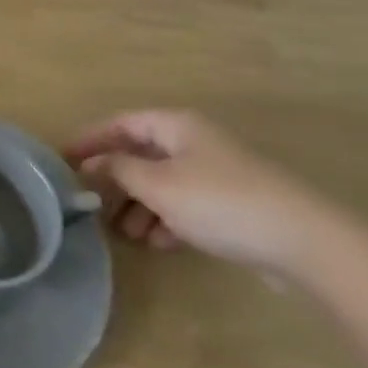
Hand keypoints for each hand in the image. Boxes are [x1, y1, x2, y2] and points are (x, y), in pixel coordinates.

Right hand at [66, 110, 336, 276]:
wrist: (303, 241)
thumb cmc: (220, 202)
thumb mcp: (159, 185)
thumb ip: (119, 170)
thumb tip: (93, 163)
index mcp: (176, 126)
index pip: (122, 123)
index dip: (91, 139)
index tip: (64, 160)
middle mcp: (194, 142)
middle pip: (142, 153)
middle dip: (116, 178)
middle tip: (91, 204)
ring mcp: (216, 173)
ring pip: (163, 182)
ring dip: (139, 204)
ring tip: (124, 233)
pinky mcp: (233, 205)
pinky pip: (186, 204)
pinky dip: (166, 219)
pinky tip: (157, 243)